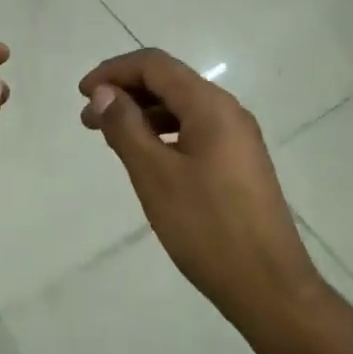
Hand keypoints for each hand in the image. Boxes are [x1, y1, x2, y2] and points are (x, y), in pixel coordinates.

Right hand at [80, 48, 323, 332]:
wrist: (270, 288)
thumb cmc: (207, 228)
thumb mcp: (156, 175)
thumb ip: (126, 127)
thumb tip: (104, 92)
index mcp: (210, 106)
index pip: (155, 65)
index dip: (114, 71)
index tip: (82, 95)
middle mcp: (228, 111)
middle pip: (169, 82)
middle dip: (125, 92)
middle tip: (88, 120)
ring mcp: (238, 138)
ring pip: (181, 108)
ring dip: (142, 114)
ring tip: (109, 138)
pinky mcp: (239, 163)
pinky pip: (194, 131)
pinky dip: (163, 133)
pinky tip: (145, 156)